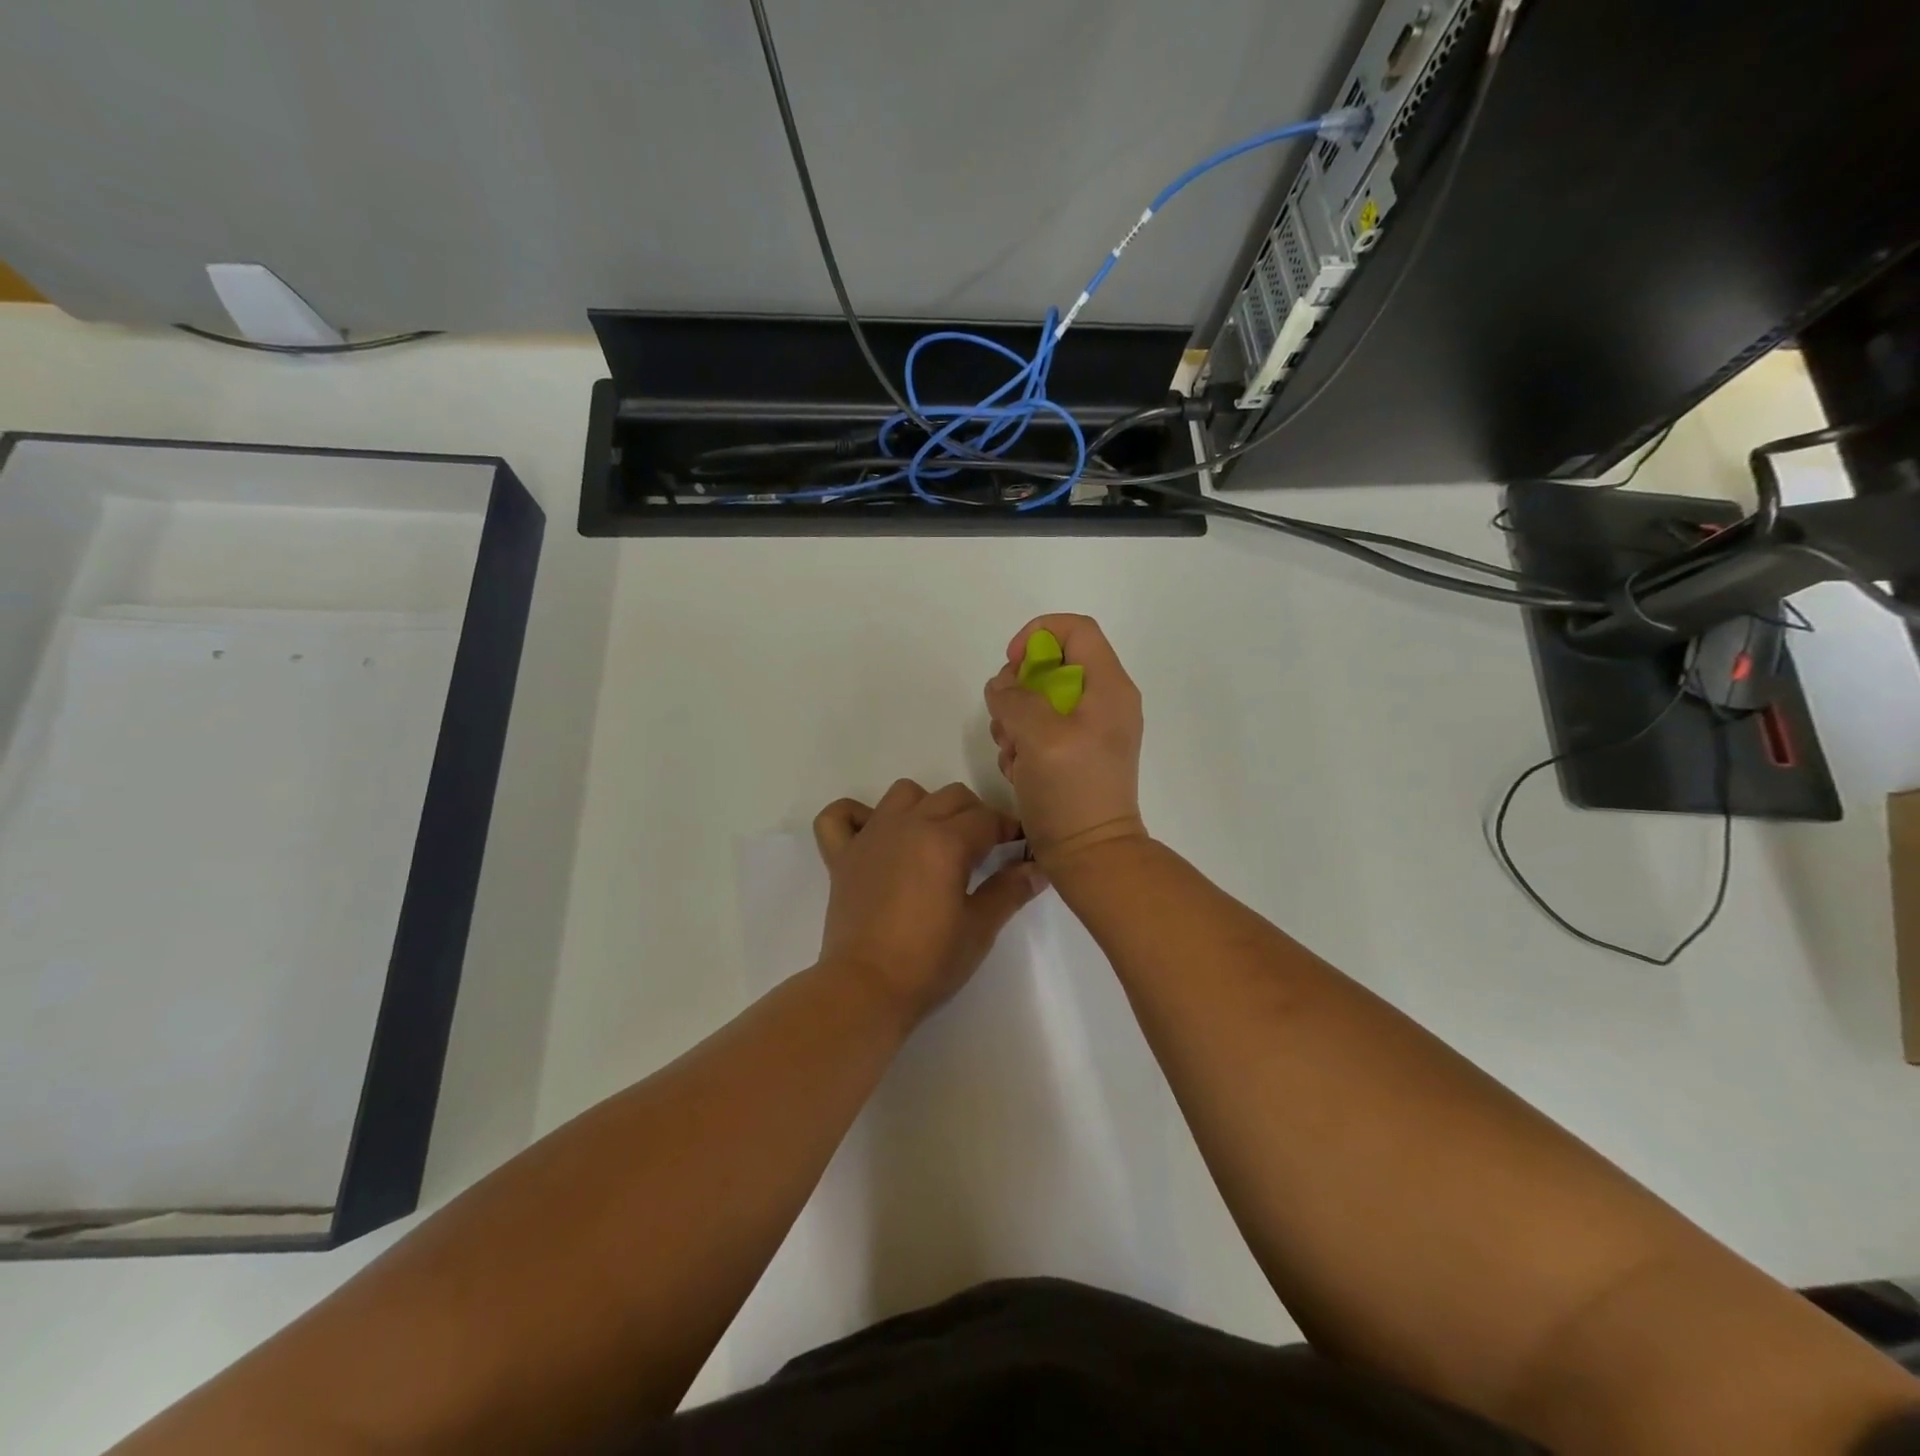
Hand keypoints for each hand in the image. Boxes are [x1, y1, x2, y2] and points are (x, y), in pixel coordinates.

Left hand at [813, 780, 1046, 1024]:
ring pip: (903, 793)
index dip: (1009, 829)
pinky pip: (839, 816)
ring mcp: (870, 836)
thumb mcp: (980, 928)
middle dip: (975, 815)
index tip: (1019, 847)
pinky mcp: (841, 856)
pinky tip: (872, 835)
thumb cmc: (929, 961)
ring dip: (925, 806)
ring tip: (934, 840)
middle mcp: (908, 825)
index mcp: (946, 841)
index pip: (987, 818)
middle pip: (951, 797)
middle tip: (984, 850)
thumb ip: (1010, 890)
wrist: (866, 988)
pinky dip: (855, 816)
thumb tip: (1038, 869)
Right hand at [985, 614, 1147, 869]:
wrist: (1091, 856)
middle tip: (1005, 719)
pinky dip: (1022, 743)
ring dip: (1014, 720)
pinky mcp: (1074, 755)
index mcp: (1109, 687)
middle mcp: (1104, 702)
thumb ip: (1015, 698)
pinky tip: (1017, 770)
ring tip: (1011, 752)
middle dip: (1018, 688)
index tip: (1011, 665)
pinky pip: (1041, 730)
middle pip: (1053, 664)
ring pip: (1040, 699)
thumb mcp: (1039, 735)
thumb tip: (1003, 688)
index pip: (1076, 629)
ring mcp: (1090, 730)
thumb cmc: (1071, 791)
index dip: (1038, 635)